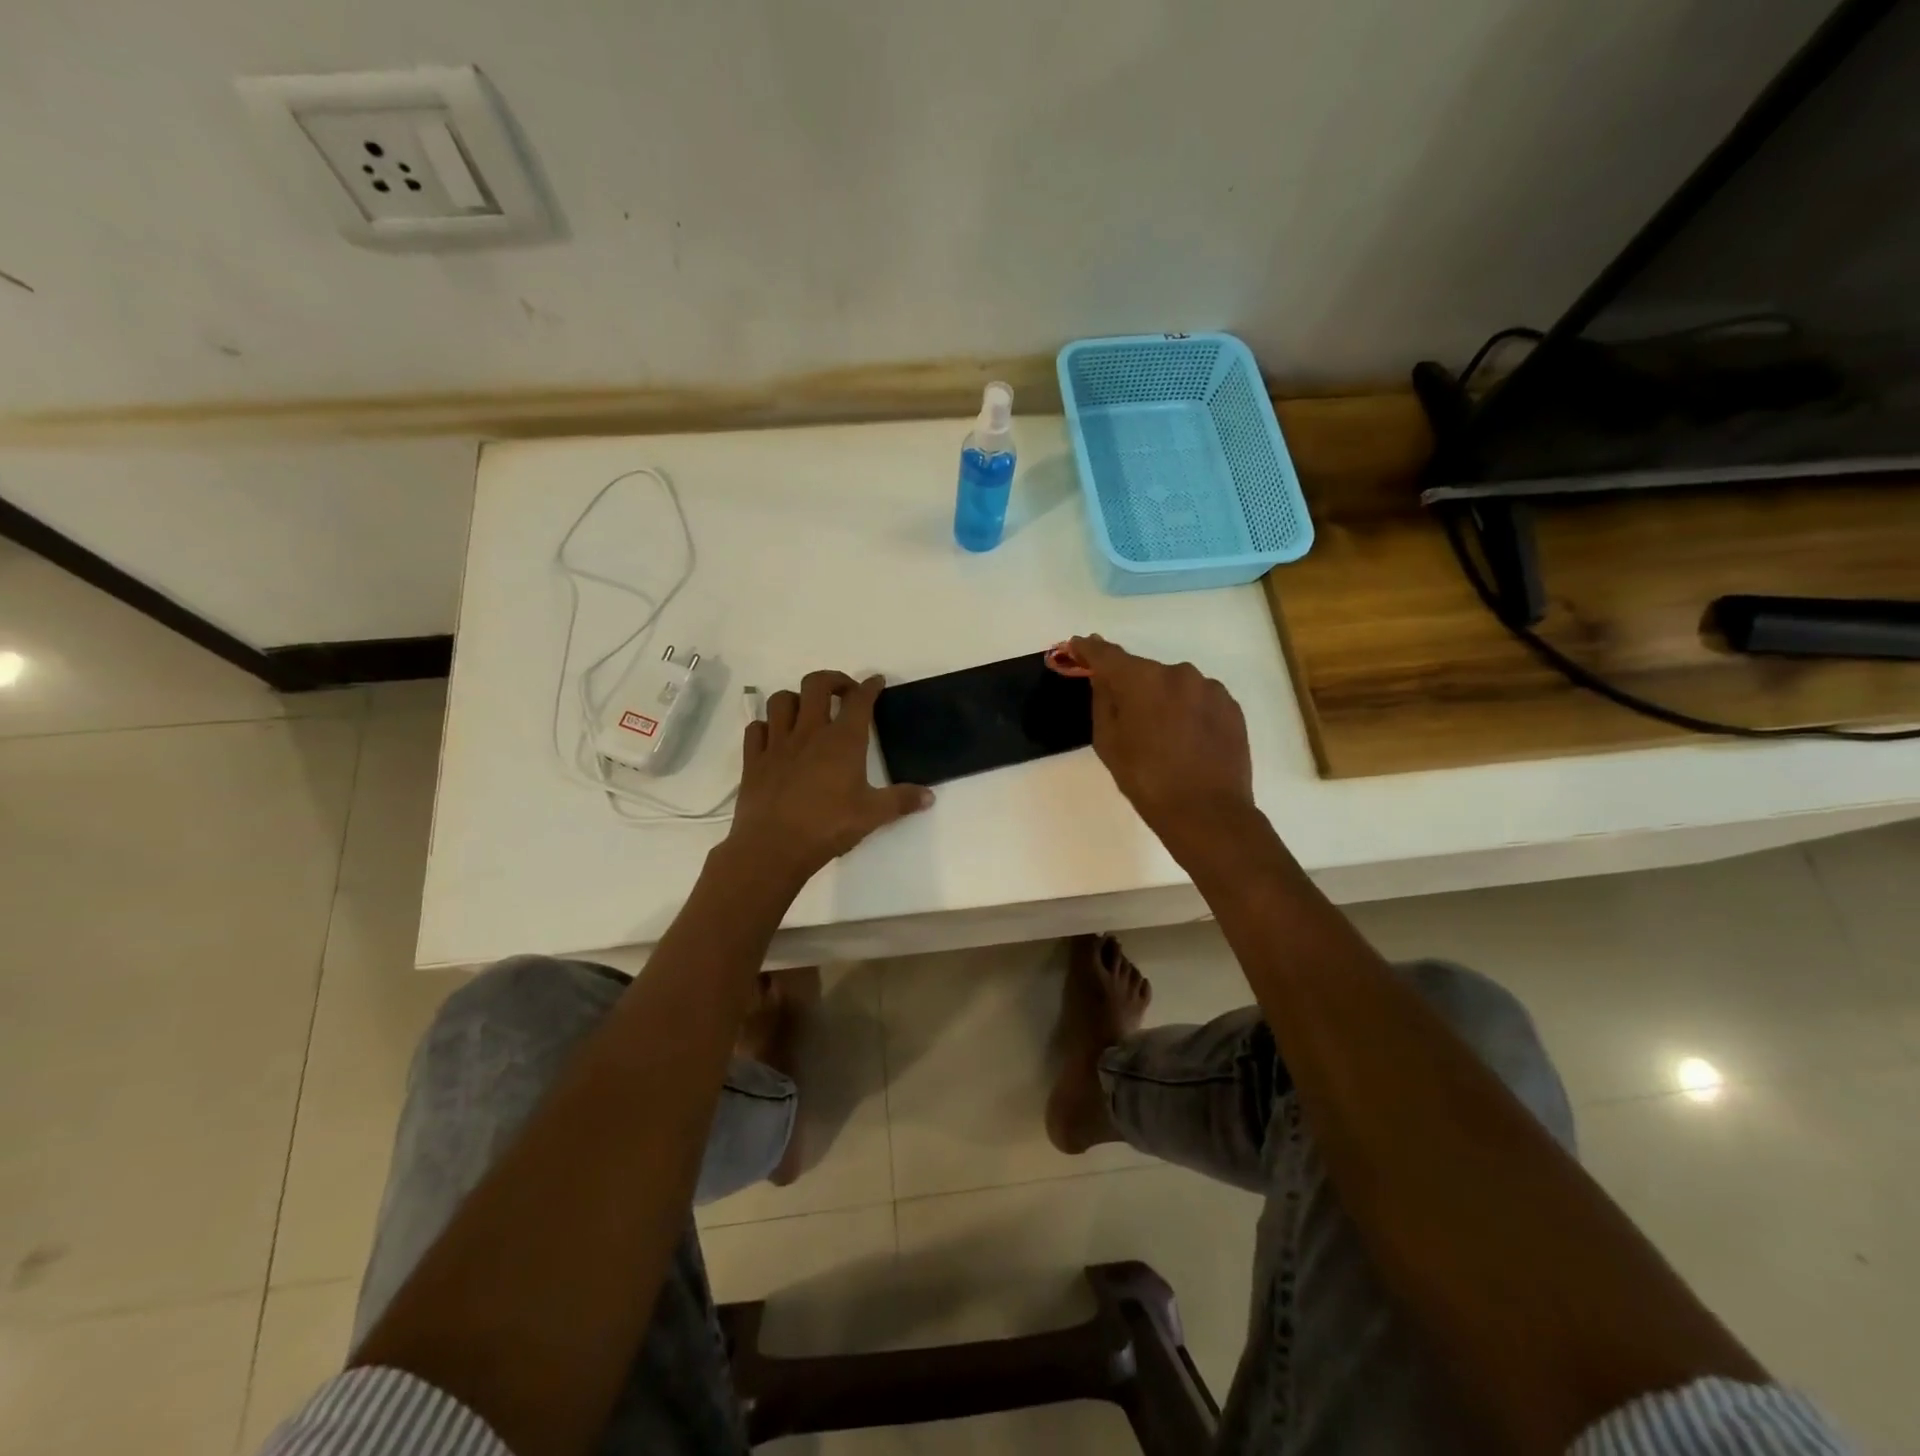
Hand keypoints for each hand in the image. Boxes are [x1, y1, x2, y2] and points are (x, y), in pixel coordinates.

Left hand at [726, 671, 932, 885]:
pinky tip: (775, 737)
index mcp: (843, 741)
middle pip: (816, 684)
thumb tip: (929, 796)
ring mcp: (778, 744)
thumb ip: (901, 801)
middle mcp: (810, 732)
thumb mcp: (873, 815)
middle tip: (843, 693)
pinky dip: (767, 726)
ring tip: (807, 711)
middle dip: (832, 680)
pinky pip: (756, 728)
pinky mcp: (754, 760)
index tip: (876, 682)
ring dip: (796, 698)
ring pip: (781, 700)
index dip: (870, 686)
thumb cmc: (828, 827)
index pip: (859, 700)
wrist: (773, 847)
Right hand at [1069, 635, 1255, 847]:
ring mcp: (1209, 688)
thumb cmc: (1146, 780)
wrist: (1207, 812)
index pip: (1107, 654)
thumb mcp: (1108, 743)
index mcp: (1142, 679)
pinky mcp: (1231, 706)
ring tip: (1161, 735)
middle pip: (1144, 671)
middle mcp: (1178, 672)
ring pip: (1174, 685)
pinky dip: (1187, 711)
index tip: (1078, 645)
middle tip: (1125, 715)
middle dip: (1131, 685)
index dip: (1089, 649)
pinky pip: (1199, 700)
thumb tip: (1102, 678)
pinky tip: (1186, 739)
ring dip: (1163, 700)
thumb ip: (1102, 701)